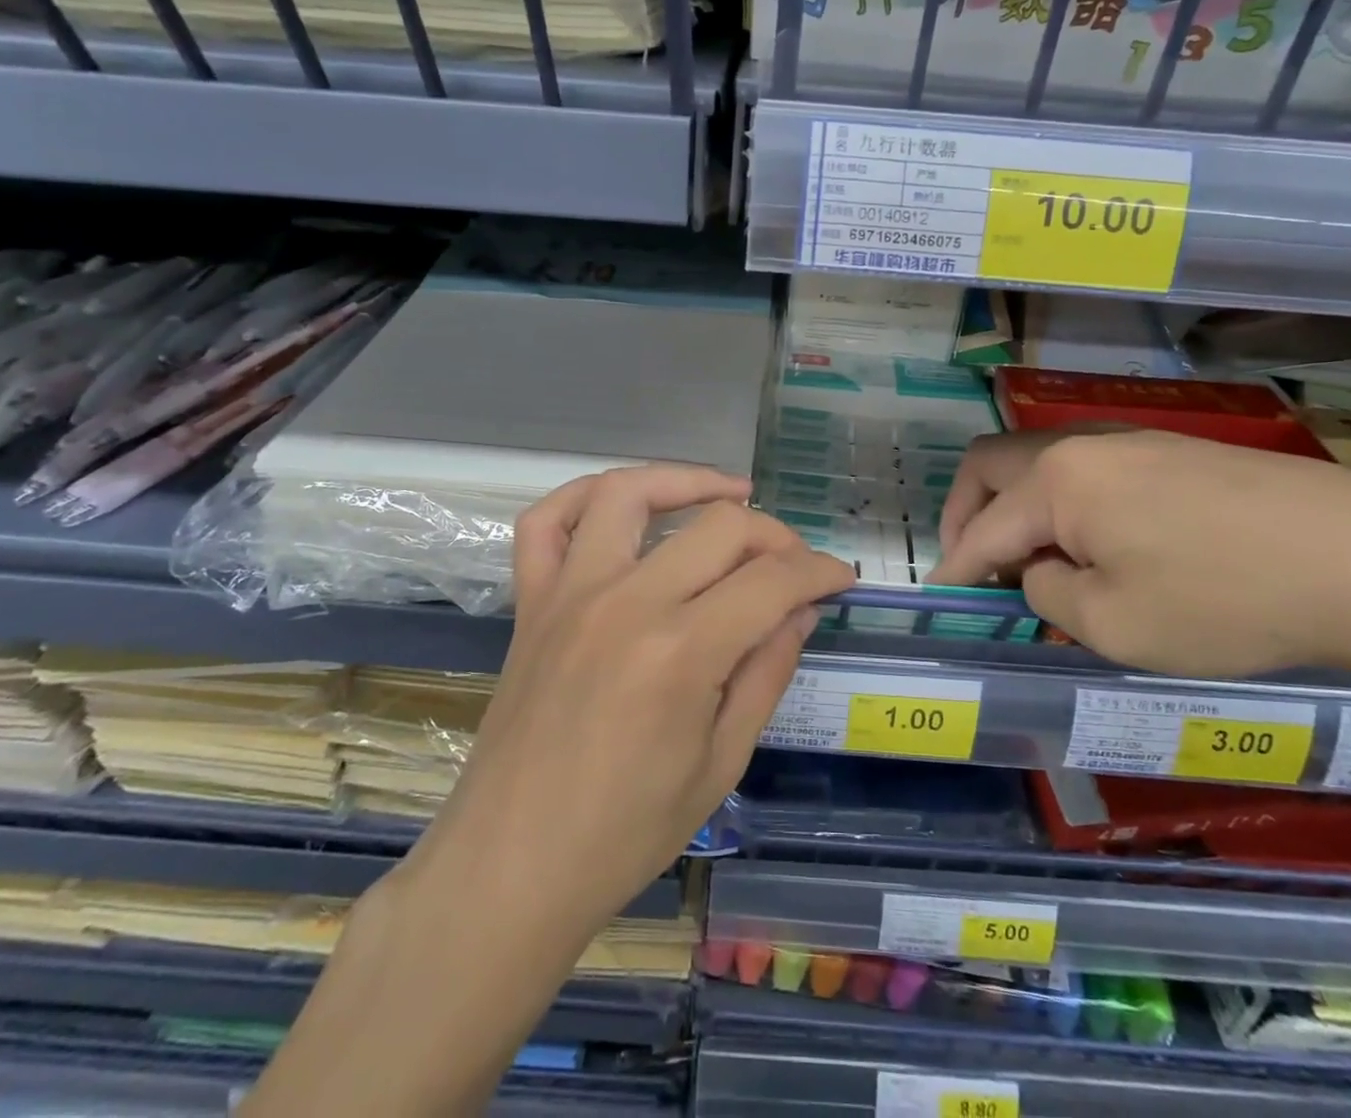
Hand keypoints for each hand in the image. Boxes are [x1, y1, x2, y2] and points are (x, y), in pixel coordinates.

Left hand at [410, 466, 853, 934]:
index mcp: (681, 653)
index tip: (840, 579)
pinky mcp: (531, 602)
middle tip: (794, 563)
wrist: (510, 869)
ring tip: (729, 494)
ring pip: (628, 493)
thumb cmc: (625, 835)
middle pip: (719, 526)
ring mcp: (570, 594)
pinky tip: (624, 503)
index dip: (819, 571)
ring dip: (686, 480)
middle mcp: (625, 603)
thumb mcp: (720, 764)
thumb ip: (766, 673)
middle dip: (775, 534)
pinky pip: (545, 522)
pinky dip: (583, 496)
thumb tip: (800, 610)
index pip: (772, 580)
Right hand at [933, 430, 1350, 678]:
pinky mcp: (1174, 453)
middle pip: (993, 465)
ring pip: (1042, 466)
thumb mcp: (1114, 624)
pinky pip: (1090, 473)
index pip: (981, 528)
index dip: (953, 568)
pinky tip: (1101, 549)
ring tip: (1039, 566)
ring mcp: (1133, 442)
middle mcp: (1084, 446)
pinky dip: (1067, 507)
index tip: (938, 600)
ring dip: (1019, 510)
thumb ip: (1049, 593)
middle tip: (975, 569)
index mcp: (1058, 481)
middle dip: (968, 516)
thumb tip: (1040, 571)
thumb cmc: (1225, 601)